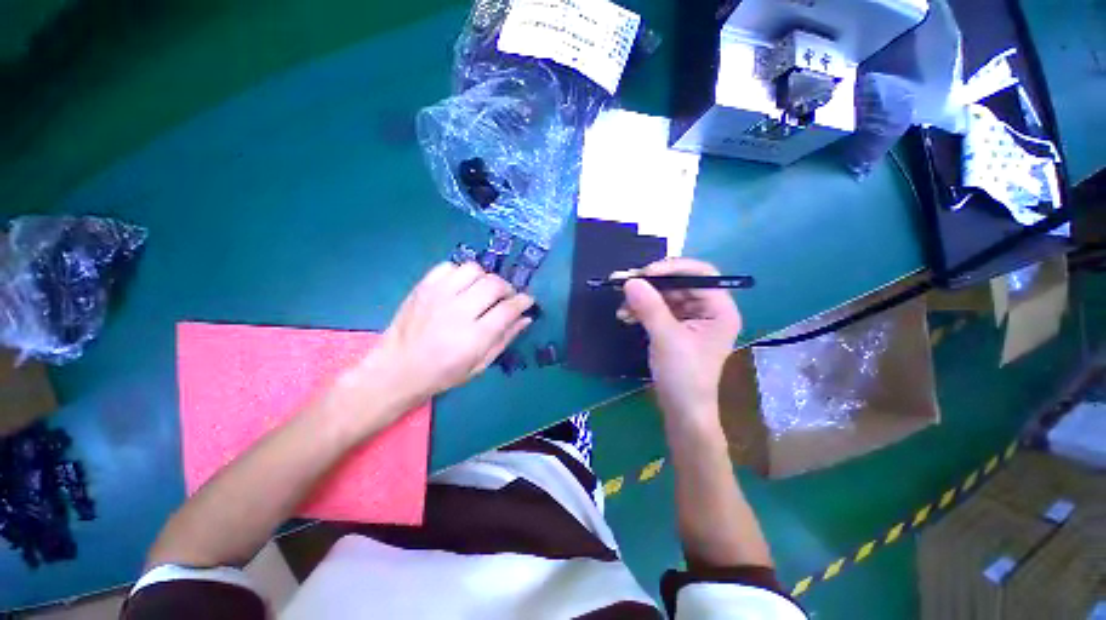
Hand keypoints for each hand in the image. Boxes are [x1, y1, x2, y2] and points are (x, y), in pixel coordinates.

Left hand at [361, 262, 533, 411]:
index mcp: (474, 336)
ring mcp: (438, 295)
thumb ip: (505, 339)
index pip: (508, 309)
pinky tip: (460, 287)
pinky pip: (449, 266)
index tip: (527, 301)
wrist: (397, 369)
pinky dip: (460, 273)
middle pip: (494, 284)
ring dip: (485, 278)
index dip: (523, 301)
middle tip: (506, 298)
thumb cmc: (443, 373)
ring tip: (482, 291)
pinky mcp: (423, 287)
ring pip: (474, 270)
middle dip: (507, 288)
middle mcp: (458, 311)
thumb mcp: (480, 365)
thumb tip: (526, 318)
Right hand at [617, 258, 741, 430]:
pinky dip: (641, 310)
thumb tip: (630, 280)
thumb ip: (649, 307)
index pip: (701, 274)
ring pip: (665, 296)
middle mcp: (708, 309)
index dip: (673, 268)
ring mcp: (691, 318)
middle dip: (650, 284)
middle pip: (679, 284)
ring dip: (642, 299)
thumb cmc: (684, 376)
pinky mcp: (676, 327)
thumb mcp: (667, 338)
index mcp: (719, 309)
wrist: (681, 410)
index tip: (645, 273)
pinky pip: (658, 309)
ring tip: (621, 308)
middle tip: (623, 282)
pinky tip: (625, 316)